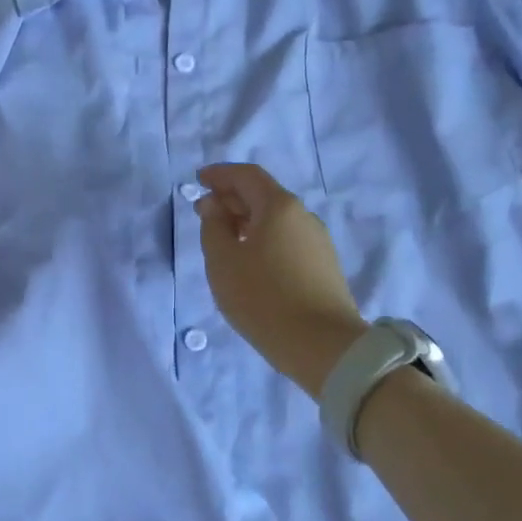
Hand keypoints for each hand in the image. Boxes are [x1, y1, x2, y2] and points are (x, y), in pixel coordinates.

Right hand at [195, 163, 365, 398]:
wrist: (322, 346)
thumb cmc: (263, 298)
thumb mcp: (223, 261)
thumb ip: (213, 226)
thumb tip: (213, 205)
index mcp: (279, 206)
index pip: (247, 175)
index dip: (220, 174)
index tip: (198, 179)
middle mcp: (303, 216)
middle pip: (264, 195)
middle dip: (231, 198)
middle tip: (204, 211)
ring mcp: (317, 241)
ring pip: (276, 219)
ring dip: (246, 220)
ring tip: (222, 239)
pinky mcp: (323, 266)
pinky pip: (286, 239)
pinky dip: (262, 238)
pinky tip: (249, 261)